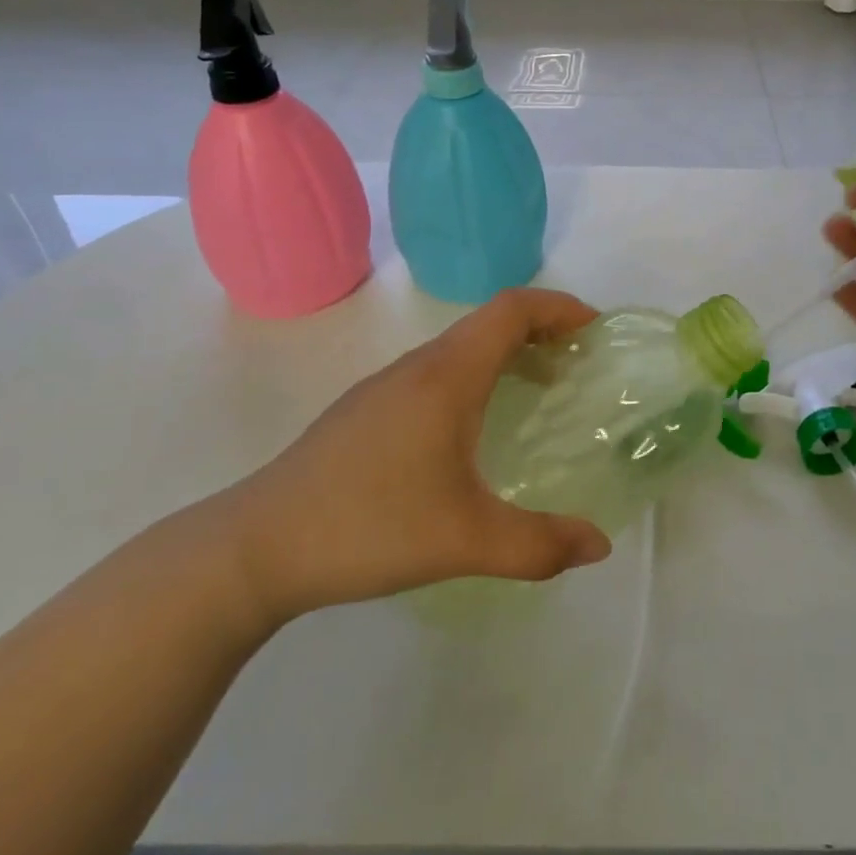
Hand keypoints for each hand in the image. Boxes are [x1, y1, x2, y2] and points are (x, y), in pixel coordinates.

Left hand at [220, 289, 613, 624]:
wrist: (255, 547)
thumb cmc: (368, 525)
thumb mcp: (465, 540)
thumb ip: (540, 544)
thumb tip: (600, 545)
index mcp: (447, 375)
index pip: (513, 309)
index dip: (559, 307)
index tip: (595, 329)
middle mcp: (419, 366)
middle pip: (491, 322)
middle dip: (543, 331)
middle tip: (578, 365)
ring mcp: (387, 386)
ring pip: (462, 347)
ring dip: (508, 354)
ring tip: (539, 392)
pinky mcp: (367, 410)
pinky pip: (438, 371)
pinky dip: (477, 376)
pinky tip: (474, 430)